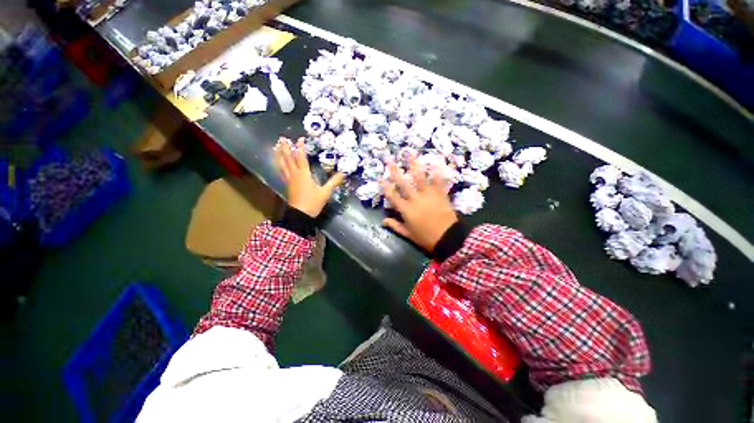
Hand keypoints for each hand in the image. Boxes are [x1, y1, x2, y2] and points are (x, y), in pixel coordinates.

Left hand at [275, 137, 344, 217]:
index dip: (300, 147)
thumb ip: (334, 182)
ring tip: (276, 147)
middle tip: (282, 138)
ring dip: (280, 155)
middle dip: (285, 148)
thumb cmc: (313, 202)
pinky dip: (280, 166)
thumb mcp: (325, 192)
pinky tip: (279, 164)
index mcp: (304, 174)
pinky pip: (282, 172)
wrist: (300, 215)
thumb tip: (343, 173)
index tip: (300, 138)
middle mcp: (295, 175)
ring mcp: (289, 180)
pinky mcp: (287, 185)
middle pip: (288, 159)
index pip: (301, 157)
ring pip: (283, 165)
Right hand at [382, 158, 457, 250]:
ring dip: (414, 166)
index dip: (385, 187)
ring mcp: (428, 195)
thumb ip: (395, 226)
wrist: (448, 238)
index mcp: (406, 210)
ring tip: (411, 154)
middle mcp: (415, 199)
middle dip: (395, 171)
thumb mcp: (408, 234)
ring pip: (420, 178)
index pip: (393, 196)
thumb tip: (383, 221)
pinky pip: (439, 181)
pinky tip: (436, 162)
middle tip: (390, 160)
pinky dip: (437, 172)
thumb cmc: (426, 238)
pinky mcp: (440, 194)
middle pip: (403, 183)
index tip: (381, 178)